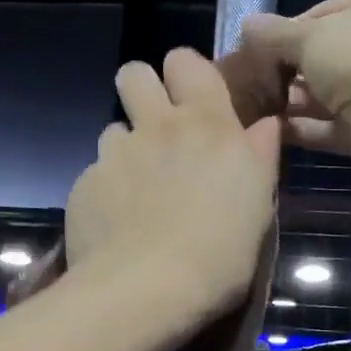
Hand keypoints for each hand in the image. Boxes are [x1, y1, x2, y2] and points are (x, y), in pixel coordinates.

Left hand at [66, 48, 280, 324]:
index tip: (194, 99)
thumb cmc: (219, 251)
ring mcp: (115, 153)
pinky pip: (96, 172)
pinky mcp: (85, 183)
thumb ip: (259, 155)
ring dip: (126, 147)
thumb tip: (265, 124)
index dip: (186, 73)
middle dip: (143, 89)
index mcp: (206, 124)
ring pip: (114, 128)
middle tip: (158, 127)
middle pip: (134, 73)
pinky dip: (108, 189)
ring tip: (139, 188)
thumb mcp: (258, 204)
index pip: (186, 60)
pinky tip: (118, 222)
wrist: (147, 289)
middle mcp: (156, 126)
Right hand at [240, 0, 350, 173]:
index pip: (330, 10)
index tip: (260, 50)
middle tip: (256, 82)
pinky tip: (274, 131)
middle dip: (292, 70)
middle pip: (332, 53)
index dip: (291, 30)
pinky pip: (339, 123)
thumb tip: (246, 25)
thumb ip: (274, 34)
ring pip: (335, 91)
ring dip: (297, 101)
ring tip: (257, 108)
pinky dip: (309, 127)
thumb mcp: (308, 37)